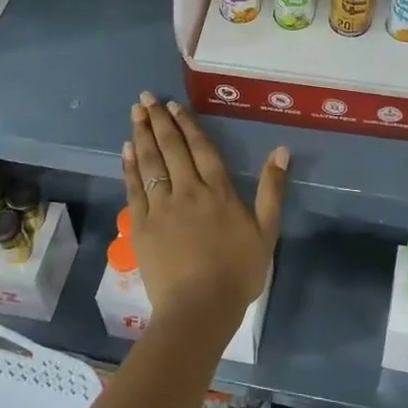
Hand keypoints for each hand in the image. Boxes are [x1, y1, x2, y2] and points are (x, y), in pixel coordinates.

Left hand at [121, 92, 287, 333]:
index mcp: (219, 191)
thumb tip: (282, 150)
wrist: (199, 309)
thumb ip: (272, 189)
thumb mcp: (267, 231)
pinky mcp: (141, 226)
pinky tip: (126, 151)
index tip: (173, 106)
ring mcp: (162, 207)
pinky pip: (134, 189)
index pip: (201, 149)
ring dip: (142, 135)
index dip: (187, 125)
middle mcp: (188, 190)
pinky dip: (130, 167)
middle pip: (172, 148)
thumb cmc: (238, 272)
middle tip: (146, 98)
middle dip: (159, 121)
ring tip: (135, 113)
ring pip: (150, 163)